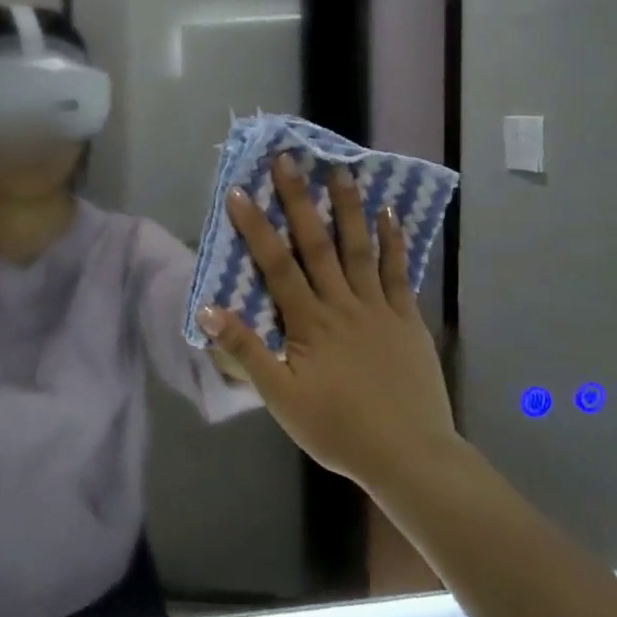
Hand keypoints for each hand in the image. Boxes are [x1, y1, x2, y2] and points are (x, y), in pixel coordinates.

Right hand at [196, 157, 458, 491]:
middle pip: (317, 244)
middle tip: (289, 160)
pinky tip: (390, 214)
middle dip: (299, 201)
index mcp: (309, 322)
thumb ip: (246, 351)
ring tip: (341, 171)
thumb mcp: (281, 398)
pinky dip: (393, 241)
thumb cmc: (337, 429)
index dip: (256, 227)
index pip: (276, 265)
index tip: (240, 192)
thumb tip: (209, 309)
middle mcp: (342, 304)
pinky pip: (398, 272)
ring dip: (348, 208)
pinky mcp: (407, 318)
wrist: (408, 455)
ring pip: (360, 248)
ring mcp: (378, 308)